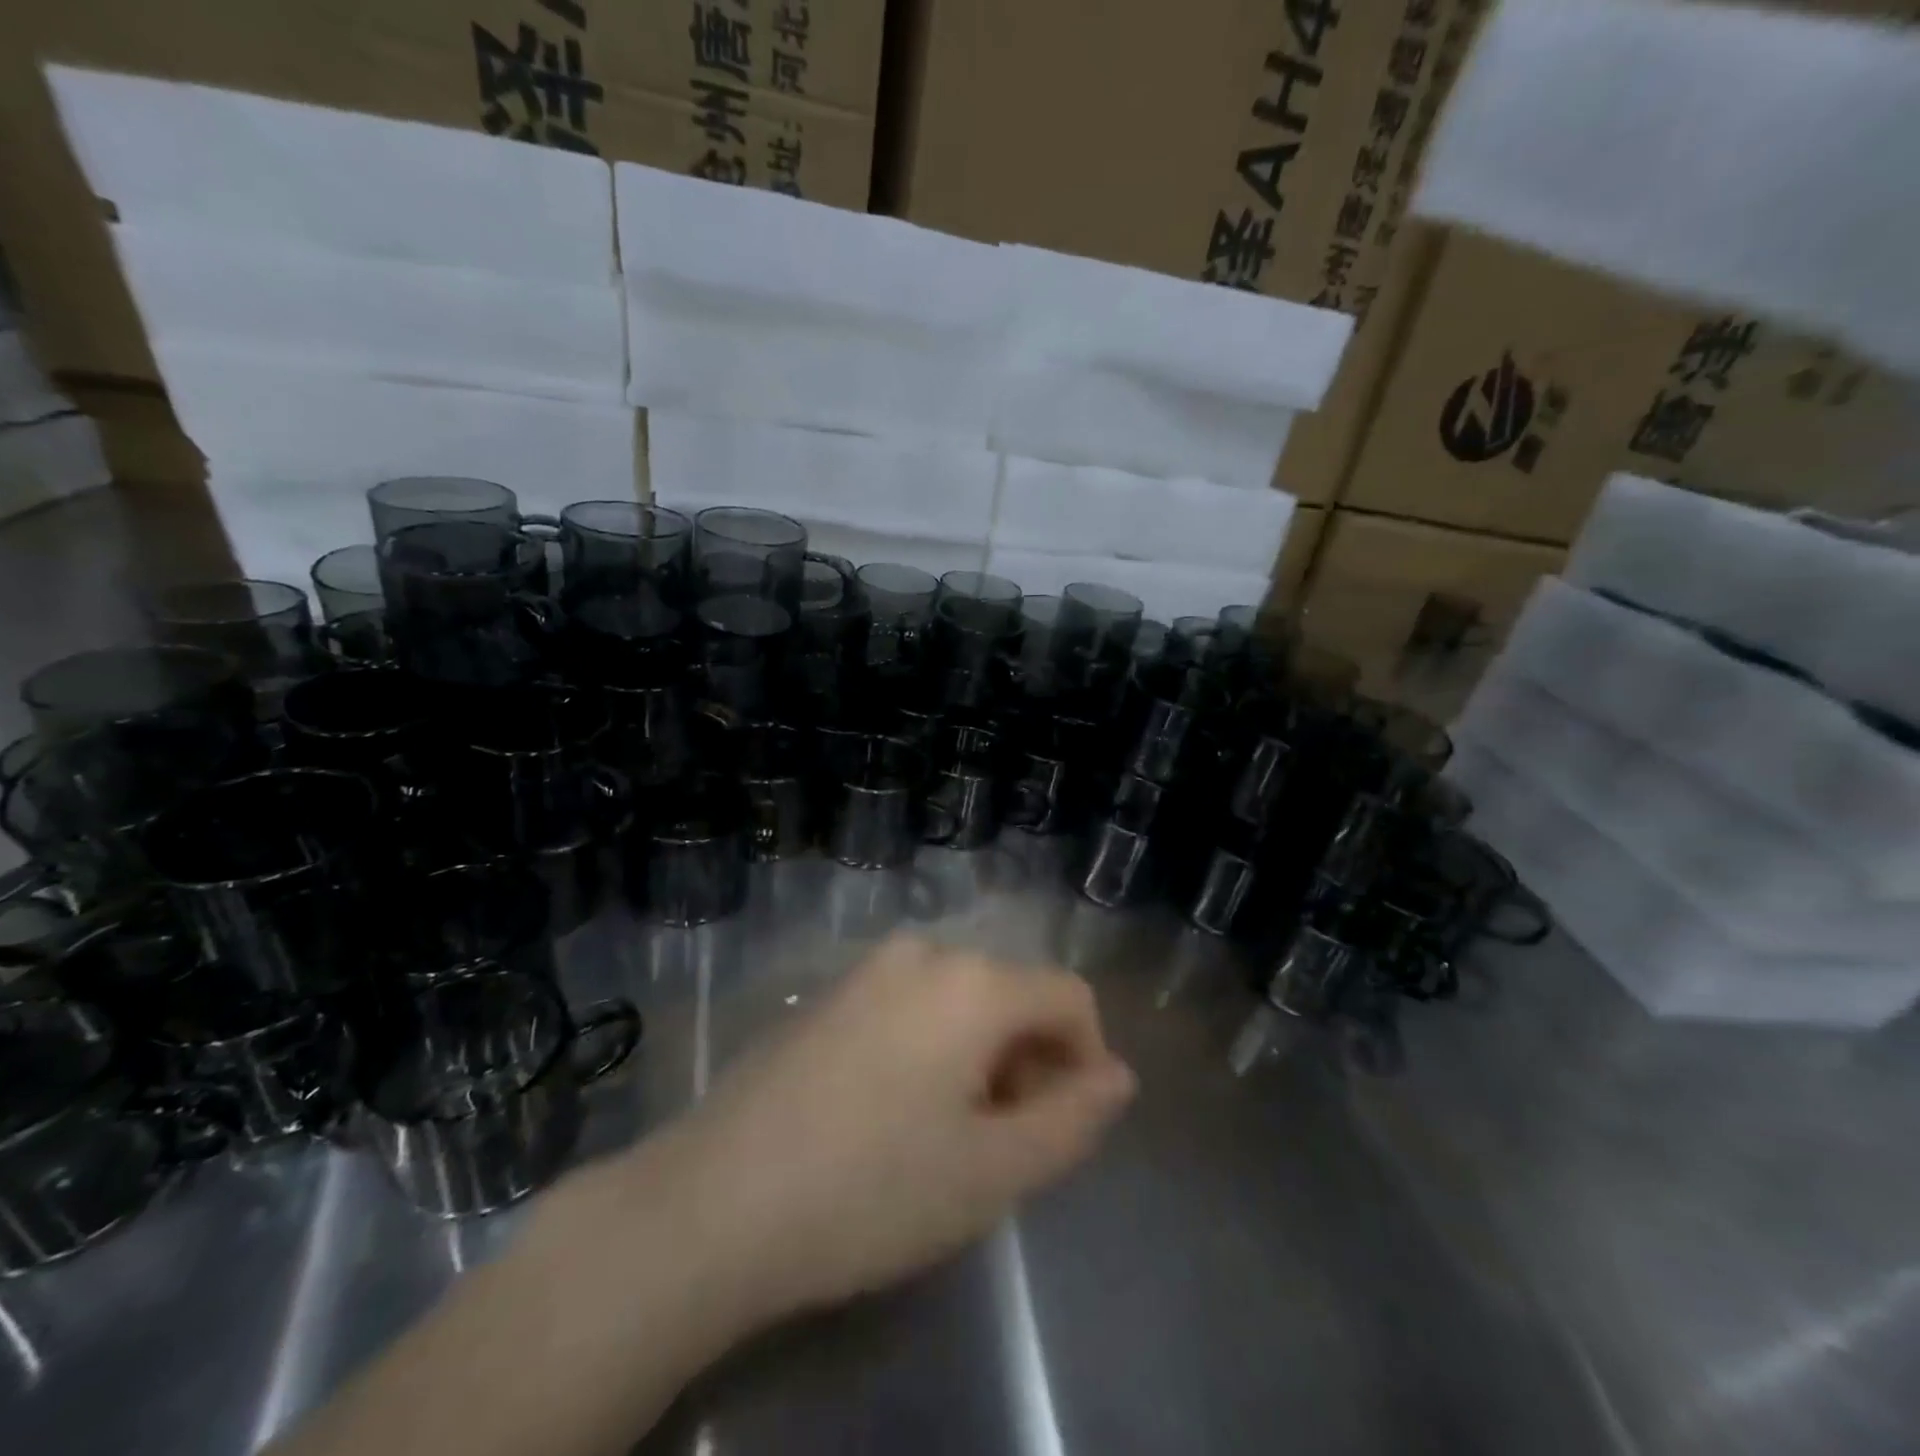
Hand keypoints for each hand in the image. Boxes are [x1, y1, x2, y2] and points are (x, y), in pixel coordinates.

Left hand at [627, 935, 1135, 1330]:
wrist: (716, 1200)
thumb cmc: (872, 1189)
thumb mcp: (994, 1171)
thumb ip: (1073, 1118)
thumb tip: (1116, 1076)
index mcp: (972, 982)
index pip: (1068, 996)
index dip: (1087, 1058)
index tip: (1068, 1124)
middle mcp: (924, 952)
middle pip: (1012, 993)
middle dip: (1029, 1060)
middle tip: (1006, 1142)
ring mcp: (869, 967)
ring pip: (961, 999)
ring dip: (981, 1055)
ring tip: (951, 1133)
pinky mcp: (830, 992)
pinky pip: (911, 1003)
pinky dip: (932, 1044)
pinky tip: (896, 1110)